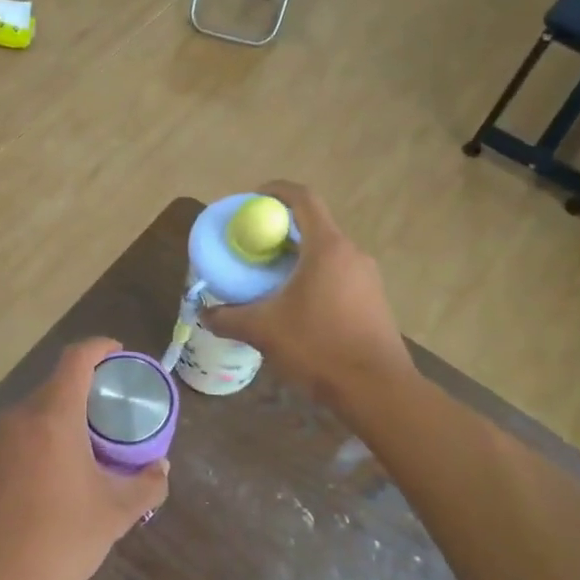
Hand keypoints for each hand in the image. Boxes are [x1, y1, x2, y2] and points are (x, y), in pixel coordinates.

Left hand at [0, 338, 169, 579]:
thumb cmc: (61, 540)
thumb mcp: (115, 513)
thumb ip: (146, 484)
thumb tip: (161, 467)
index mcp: (53, 416)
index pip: (76, 359)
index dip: (99, 347)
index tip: (119, 354)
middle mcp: (19, 416)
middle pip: (56, 384)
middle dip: (86, 389)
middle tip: (111, 413)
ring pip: (35, 411)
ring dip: (62, 416)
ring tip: (87, 446)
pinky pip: (18, 434)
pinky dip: (40, 437)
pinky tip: (54, 473)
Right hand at [204, 182, 409, 404]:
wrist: (375, 388)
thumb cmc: (318, 347)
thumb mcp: (263, 330)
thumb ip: (228, 317)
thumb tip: (204, 313)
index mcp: (327, 247)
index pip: (303, 199)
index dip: (276, 191)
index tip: (253, 199)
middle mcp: (351, 253)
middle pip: (314, 225)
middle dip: (281, 230)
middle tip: (252, 246)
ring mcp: (367, 277)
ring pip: (326, 252)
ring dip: (297, 256)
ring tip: (269, 278)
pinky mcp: (373, 300)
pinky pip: (338, 274)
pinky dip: (313, 277)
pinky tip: (295, 305)